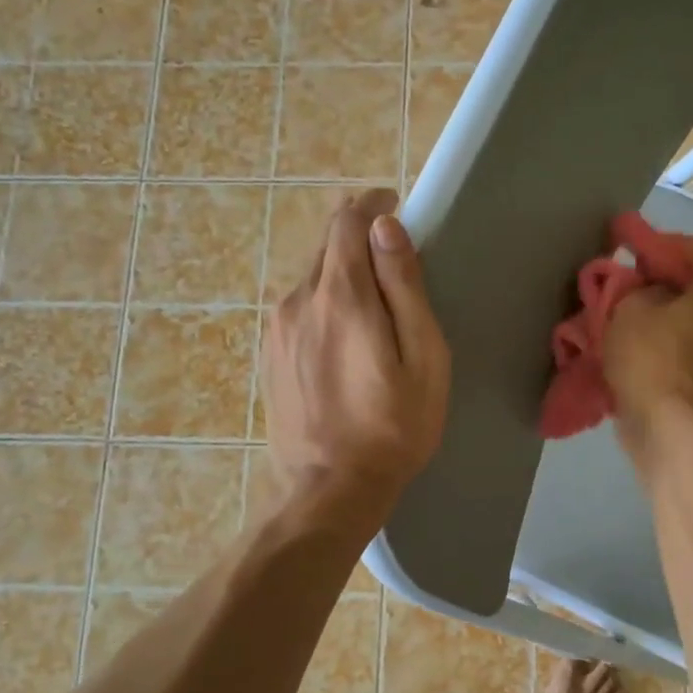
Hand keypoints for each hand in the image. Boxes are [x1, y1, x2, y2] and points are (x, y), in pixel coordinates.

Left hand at [262, 190, 449, 528]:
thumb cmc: (394, 425)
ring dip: (342, 274)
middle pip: (327, 245)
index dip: (372, 204)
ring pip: (312, 277)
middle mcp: (299, 299)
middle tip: (393, 261)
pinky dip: (324, 302)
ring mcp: (277, 328)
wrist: (329, 488)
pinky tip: (345, 338)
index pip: (347, 220)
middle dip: (359, 239)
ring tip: (374, 307)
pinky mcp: (270, 353)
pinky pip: (300, 307)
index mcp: (341, 294)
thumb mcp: (422, 355)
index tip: (394, 206)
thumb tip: (385, 226)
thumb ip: (404, 285)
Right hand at [602, 233, 692, 456]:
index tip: (642, 249)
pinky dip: (649, 344)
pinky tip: (621, 349)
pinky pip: (672, 352)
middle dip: (657, 282)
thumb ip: (635, 290)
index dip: (677, 243)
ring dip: (650, 315)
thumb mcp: (630, 309)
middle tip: (623, 282)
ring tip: (615, 317)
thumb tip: (642, 292)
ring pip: (681, 323)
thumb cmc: (649, 358)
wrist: (662, 427)